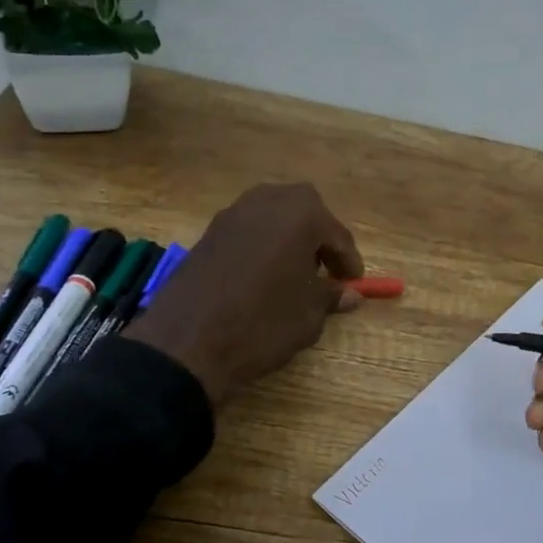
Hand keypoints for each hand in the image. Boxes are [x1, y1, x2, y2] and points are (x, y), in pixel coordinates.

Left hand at [125, 183, 363, 407]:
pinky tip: (263, 279)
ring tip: (294, 277)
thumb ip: (331, 296)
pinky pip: (249, 232)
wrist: (188, 341)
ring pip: (274, 219)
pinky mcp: (208, 232)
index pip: (337, 234)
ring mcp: (233, 213)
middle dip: (319, 240)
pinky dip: (263, 248)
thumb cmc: (262, 323)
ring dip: (289, 241)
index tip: (355, 284)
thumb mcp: (308, 315)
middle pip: (305, 213)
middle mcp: (267, 201)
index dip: (349, 261)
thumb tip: (350, 294)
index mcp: (301, 213)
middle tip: (326, 274)